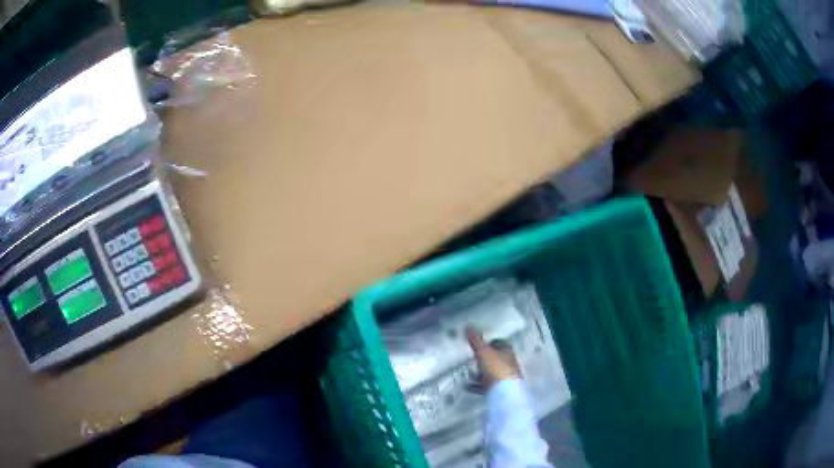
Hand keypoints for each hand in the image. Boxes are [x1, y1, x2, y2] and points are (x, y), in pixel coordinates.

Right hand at [466, 326, 520, 389]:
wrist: (505, 393)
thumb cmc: (497, 369)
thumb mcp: (484, 352)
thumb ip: (476, 341)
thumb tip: (469, 326)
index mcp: (507, 352)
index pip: (499, 343)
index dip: (490, 342)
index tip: (480, 342)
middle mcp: (508, 363)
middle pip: (495, 358)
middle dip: (484, 359)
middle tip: (472, 358)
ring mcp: (504, 377)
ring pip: (490, 372)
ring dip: (480, 373)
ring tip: (469, 373)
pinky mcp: (499, 389)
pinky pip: (486, 385)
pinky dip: (476, 385)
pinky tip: (468, 386)